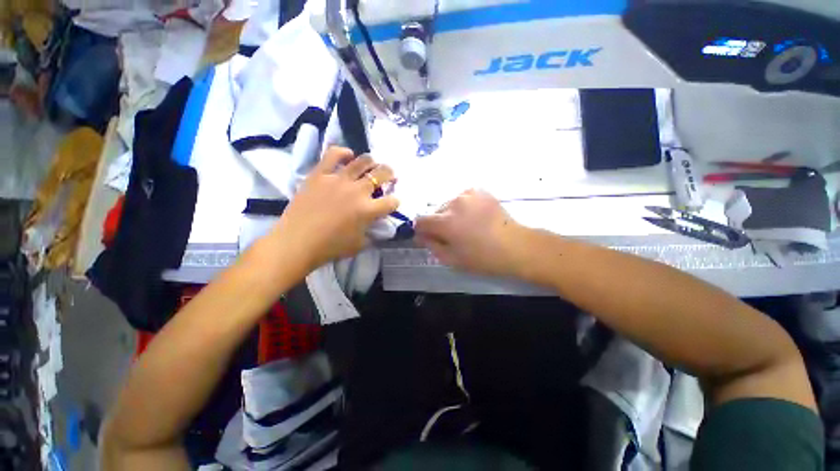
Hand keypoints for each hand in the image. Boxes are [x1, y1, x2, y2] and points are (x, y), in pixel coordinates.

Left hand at [272, 147, 398, 272]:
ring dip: (372, 162)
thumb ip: (372, 232)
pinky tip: (348, 155)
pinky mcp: (320, 174)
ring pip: (362, 161)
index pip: (392, 201)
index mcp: (368, 210)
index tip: (393, 203)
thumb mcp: (359, 244)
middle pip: (381, 174)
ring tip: (373, 164)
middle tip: (390, 176)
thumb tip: (376, 224)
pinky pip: (333, 155)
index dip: (396, 201)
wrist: (296, 243)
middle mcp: (357, 191)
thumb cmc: (330, 247)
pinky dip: (343, 152)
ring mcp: (338, 179)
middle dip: (390, 174)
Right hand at [415, 190, 525, 276]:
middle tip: (452, 235)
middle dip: (438, 223)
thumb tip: (421, 236)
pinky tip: (473, 215)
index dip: (421, 230)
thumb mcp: (452, 259)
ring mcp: (468, 194)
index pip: (421, 221)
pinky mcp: (479, 191)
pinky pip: (462, 197)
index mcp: (446, 222)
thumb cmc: (483, 258)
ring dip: (450, 214)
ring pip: (448, 204)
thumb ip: (432, 245)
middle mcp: (454, 203)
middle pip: (435, 212)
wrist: (515, 246)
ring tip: (465, 225)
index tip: (429, 238)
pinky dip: (462, 206)